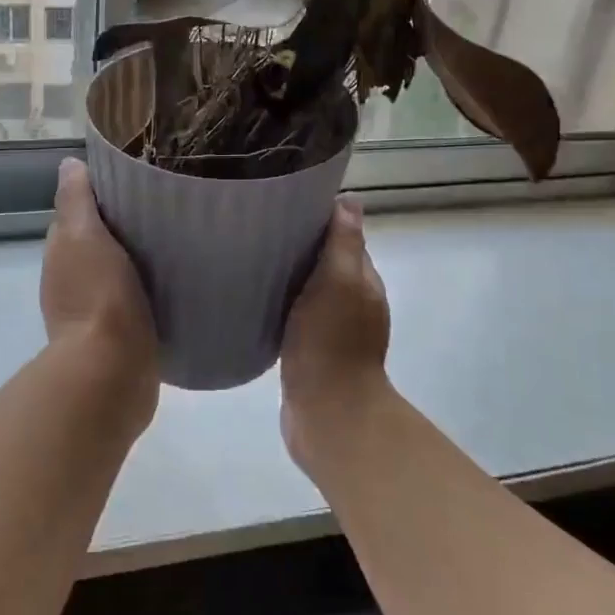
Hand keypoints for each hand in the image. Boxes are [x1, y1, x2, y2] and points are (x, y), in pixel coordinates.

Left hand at [42, 158, 159, 408]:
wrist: (112, 371)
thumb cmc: (98, 295)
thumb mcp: (83, 236)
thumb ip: (75, 200)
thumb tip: (68, 164)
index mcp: (61, 254)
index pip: (77, 214)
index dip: (100, 197)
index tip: (135, 181)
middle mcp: (70, 282)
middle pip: (98, 242)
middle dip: (122, 226)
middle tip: (163, 207)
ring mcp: (94, 311)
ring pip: (116, 271)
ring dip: (136, 258)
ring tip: (174, 241)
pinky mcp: (119, 335)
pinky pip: (134, 299)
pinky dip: (146, 287)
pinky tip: (171, 282)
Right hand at [280, 197, 391, 468]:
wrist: (327, 414)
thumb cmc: (332, 341)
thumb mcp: (340, 282)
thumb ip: (344, 243)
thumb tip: (349, 199)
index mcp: (364, 282)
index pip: (344, 239)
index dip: (319, 221)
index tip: (284, 205)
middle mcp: (353, 303)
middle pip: (325, 264)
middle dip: (299, 248)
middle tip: (257, 231)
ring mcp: (333, 331)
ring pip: (308, 292)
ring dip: (287, 279)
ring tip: (250, 263)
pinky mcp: (311, 354)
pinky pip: (294, 318)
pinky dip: (280, 307)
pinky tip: (256, 303)